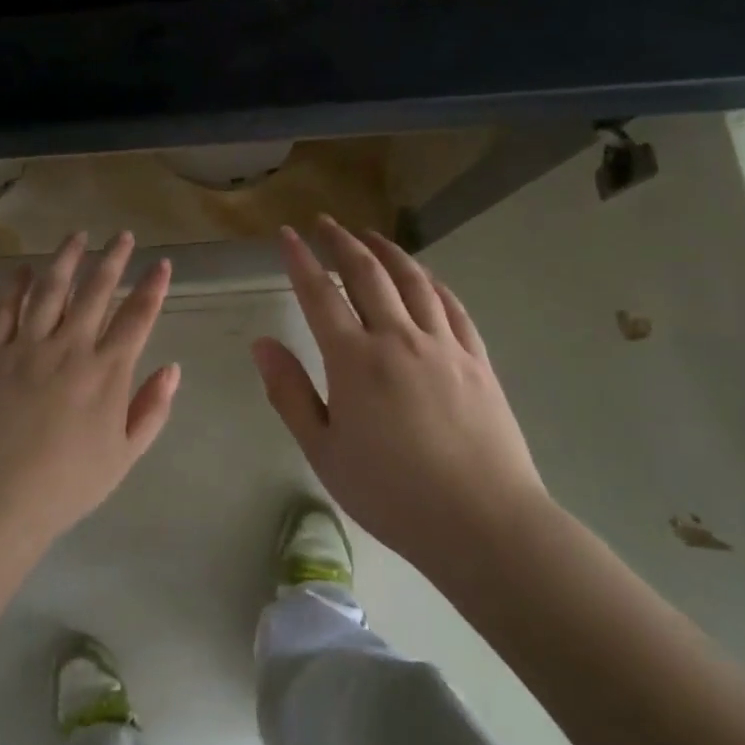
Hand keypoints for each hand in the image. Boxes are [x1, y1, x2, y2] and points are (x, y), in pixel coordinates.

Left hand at [0, 231, 179, 552]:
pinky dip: (13, 284)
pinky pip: (3, 309)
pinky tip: (22, 268)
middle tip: (123, 235)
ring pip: (50, 288)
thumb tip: (172, 367)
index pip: (137, 316)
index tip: (161, 263)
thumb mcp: (125, 455)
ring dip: (66, 258)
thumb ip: (151, 408)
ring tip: (78, 235)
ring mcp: (26, 346)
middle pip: (96, 291)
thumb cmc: (68, 485)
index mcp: (107, 372)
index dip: (152, 287)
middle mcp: (69, 348)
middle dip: (113, 259)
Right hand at [252, 217, 547, 571]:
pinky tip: (425, 277)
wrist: (482, 522)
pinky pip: (452, 306)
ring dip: (387, 251)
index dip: (299, 259)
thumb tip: (262, 343)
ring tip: (370, 235)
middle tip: (325, 222)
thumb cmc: (391, 493)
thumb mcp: (324, 451)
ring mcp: (443, 345)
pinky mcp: (477, 360)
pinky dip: (433, 282)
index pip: (319, 294)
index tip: (286, 233)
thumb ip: (290, 393)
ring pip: (413, 281)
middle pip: (367, 274)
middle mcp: (398, 338)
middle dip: (342, 241)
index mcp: (355, 360)